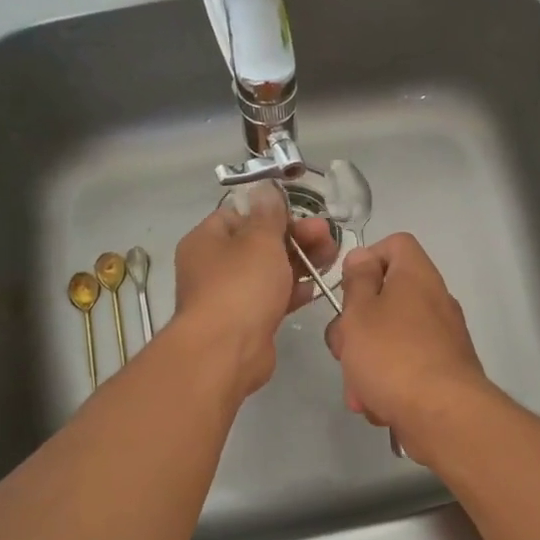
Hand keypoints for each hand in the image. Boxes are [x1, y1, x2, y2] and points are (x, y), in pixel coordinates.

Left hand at [172, 182, 339, 398]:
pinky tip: (318, 286)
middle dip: (295, 237)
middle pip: (259, 243)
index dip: (271, 212)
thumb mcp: (259, 240)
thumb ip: (268, 214)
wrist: (226, 351)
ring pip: (269, 271)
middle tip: (327, 234)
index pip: (239, 214)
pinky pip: (273, 297)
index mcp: (207, 240)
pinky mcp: (247, 320)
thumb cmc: (241, 286)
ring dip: (300, 262)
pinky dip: (294, 290)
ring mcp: (230, 295)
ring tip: (332, 256)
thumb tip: (265, 188)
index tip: (300, 213)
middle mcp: (214, 266)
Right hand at [324, 234, 490, 455]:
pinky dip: (387, 385)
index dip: (366, 260)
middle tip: (345, 349)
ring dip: (366, 364)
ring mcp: (441, 339)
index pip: (395, 245)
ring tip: (359, 391)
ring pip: (390, 340)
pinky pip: (405, 369)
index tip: (347, 290)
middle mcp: (434, 301)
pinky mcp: (442, 373)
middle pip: (385, 299)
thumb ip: (357, 281)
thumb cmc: (392, 355)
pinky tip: (379, 406)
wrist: (443, 415)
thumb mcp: (360, 312)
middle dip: (356, 328)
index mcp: (416, 276)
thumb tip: (362, 258)